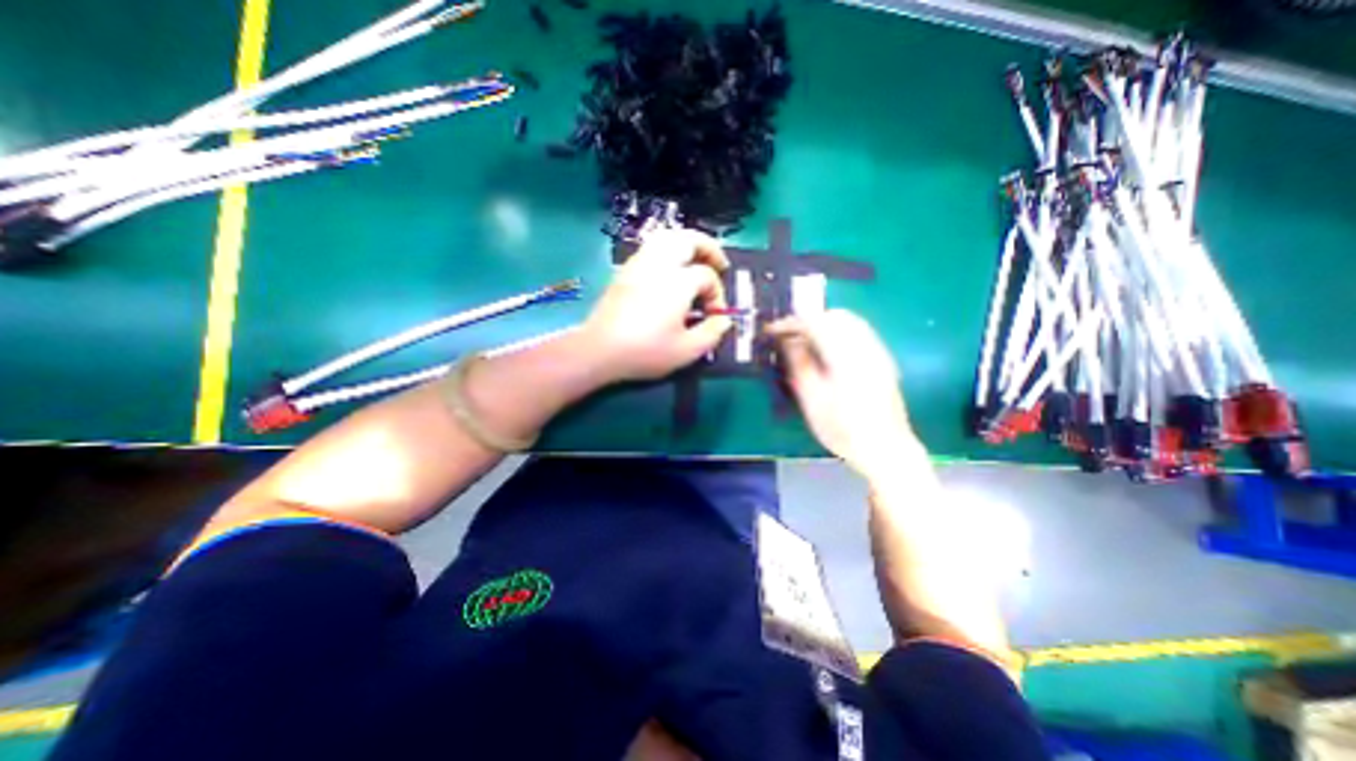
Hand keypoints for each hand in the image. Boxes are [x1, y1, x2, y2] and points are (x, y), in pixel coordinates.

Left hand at [580, 225, 735, 383]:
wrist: (599, 350)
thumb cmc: (645, 351)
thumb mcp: (687, 351)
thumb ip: (712, 333)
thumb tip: (724, 320)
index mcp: (678, 282)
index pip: (707, 276)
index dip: (717, 294)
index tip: (714, 315)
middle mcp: (659, 265)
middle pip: (687, 239)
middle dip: (708, 248)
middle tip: (719, 264)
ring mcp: (638, 264)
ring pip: (666, 238)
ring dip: (687, 244)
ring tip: (696, 260)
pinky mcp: (625, 271)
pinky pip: (651, 248)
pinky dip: (668, 251)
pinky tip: (670, 271)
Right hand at [767, 306, 916, 475]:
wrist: (885, 449)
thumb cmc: (843, 429)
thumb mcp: (812, 400)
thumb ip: (799, 364)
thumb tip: (787, 340)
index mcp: (846, 356)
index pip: (815, 323)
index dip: (791, 322)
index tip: (772, 330)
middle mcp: (865, 346)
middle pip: (834, 315)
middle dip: (807, 319)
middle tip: (787, 335)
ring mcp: (877, 351)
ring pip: (848, 320)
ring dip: (823, 323)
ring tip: (803, 340)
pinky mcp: (882, 358)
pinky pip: (858, 331)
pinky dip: (837, 330)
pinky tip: (825, 348)